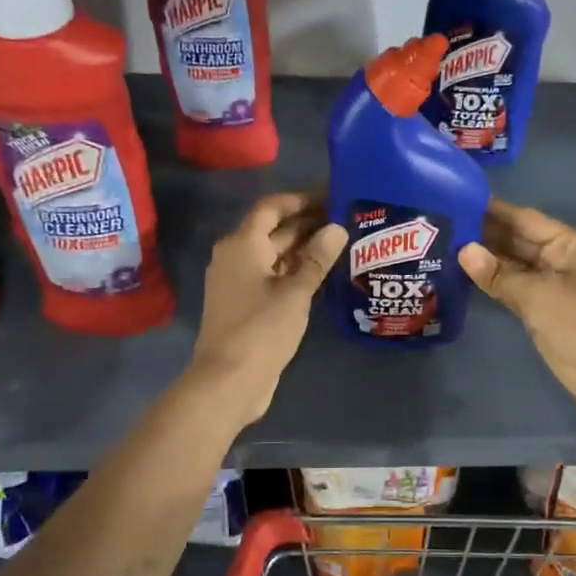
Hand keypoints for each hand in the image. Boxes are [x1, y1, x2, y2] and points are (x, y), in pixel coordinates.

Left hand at [190, 190, 347, 425]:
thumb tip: (337, 228)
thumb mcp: (295, 292)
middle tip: (346, 219)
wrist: (229, 381)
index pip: (272, 207)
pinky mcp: (246, 305)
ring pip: (274, 254)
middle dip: (307, 223)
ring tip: (342, 243)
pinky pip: (273, 276)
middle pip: (273, 230)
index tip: (332, 195)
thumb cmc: (261, 329)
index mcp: (242, 244)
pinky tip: (323, 274)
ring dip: (304, 248)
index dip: (301, 199)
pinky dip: (295, 271)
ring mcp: (239, 282)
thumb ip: (317, 258)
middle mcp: (236, 257)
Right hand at [458, 200, 575, 397]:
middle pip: (518, 239)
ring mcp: (552, 281)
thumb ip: (497, 273)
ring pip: (514, 263)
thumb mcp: (535, 294)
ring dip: (486, 258)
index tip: (461, 200)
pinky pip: (513, 284)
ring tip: (448, 246)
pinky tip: (465, 273)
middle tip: (446, 225)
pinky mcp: (542, 304)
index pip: (525, 219)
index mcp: (569, 243)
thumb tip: (463, 251)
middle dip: (486, 234)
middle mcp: (561, 256)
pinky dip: (493, 279)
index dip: (494, 211)